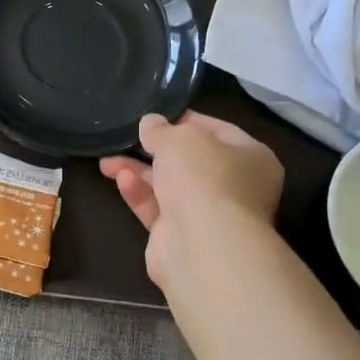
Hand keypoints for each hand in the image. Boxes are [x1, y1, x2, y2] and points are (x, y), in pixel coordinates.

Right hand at [99, 111, 285, 285]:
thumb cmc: (204, 178)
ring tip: (107, 161)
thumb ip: (162, 130)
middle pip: (191, 162)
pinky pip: (158, 209)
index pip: (218, 131)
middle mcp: (235, 187)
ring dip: (139, 172)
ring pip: (169, 186)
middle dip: (156, 150)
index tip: (156, 115)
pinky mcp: (182, 237)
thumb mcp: (180, 138)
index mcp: (252, 158)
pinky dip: (140, 194)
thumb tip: (150, 123)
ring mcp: (209, 215)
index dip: (186, 120)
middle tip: (128, 138)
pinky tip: (121, 180)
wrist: (202, 244)